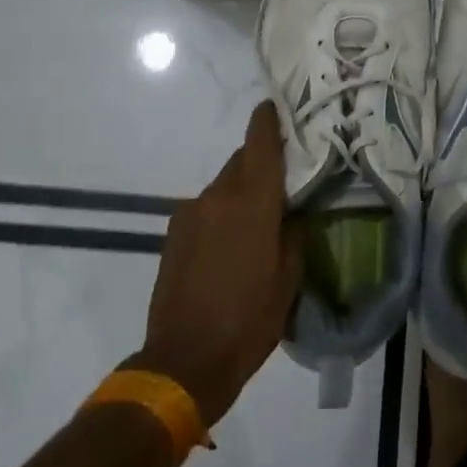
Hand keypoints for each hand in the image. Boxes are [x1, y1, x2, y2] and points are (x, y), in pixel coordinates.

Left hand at [131, 102, 300, 426]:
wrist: (183, 360)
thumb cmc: (248, 321)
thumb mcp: (288, 280)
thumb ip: (292, 235)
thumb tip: (291, 213)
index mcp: (252, 202)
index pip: (260, 144)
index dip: (268, 120)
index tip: (275, 106)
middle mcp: (218, 196)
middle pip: (241, 161)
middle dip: (260, 163)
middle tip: (282, 180)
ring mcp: (191, 212)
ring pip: (223, 186)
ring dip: (240, 192)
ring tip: (257, 222)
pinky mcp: (174, 232)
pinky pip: (205, 208)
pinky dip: (222, 213)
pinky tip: (230, 244)